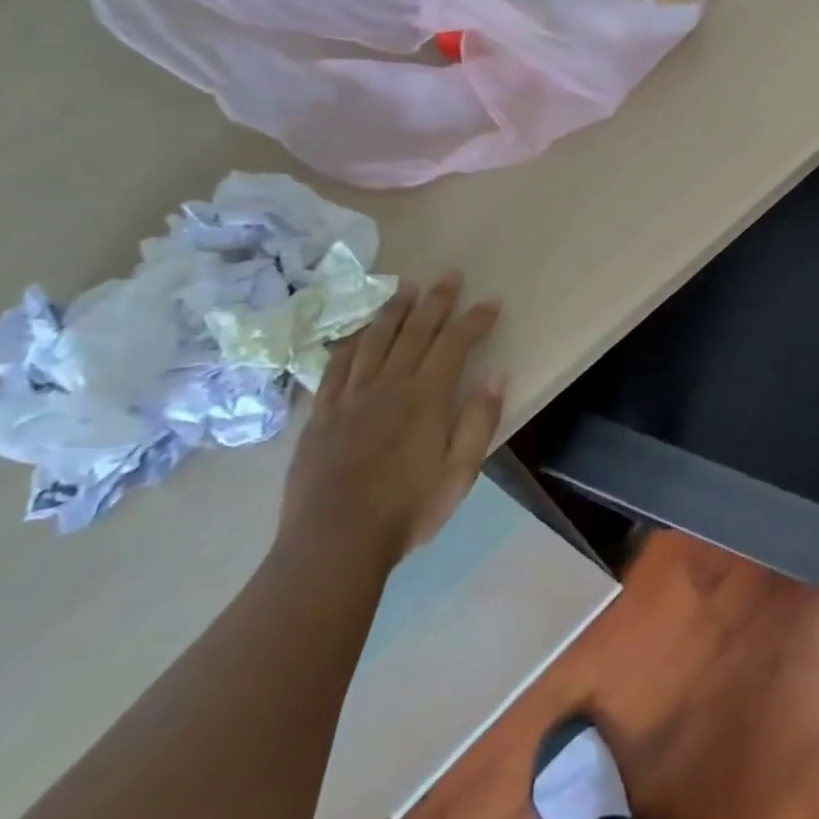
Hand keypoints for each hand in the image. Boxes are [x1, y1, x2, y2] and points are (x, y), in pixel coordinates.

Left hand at [278, 273, 504, 567]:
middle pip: (415, 331)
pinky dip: (351, 342)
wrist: (334, 543)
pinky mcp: (321, 414)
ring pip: (374, 340)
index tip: (491, 301)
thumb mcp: (461, 472)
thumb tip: (497, 374)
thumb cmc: (408, 510)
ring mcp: (350, 397)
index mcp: (425, 397)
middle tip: (449, 274)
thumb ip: (479, 420)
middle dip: (436, 300)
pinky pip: (336, 366)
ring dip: (393, 310)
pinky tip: (357, 332)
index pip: (455, 344)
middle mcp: (388, 385)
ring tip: (406, 288)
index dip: (475, 320)